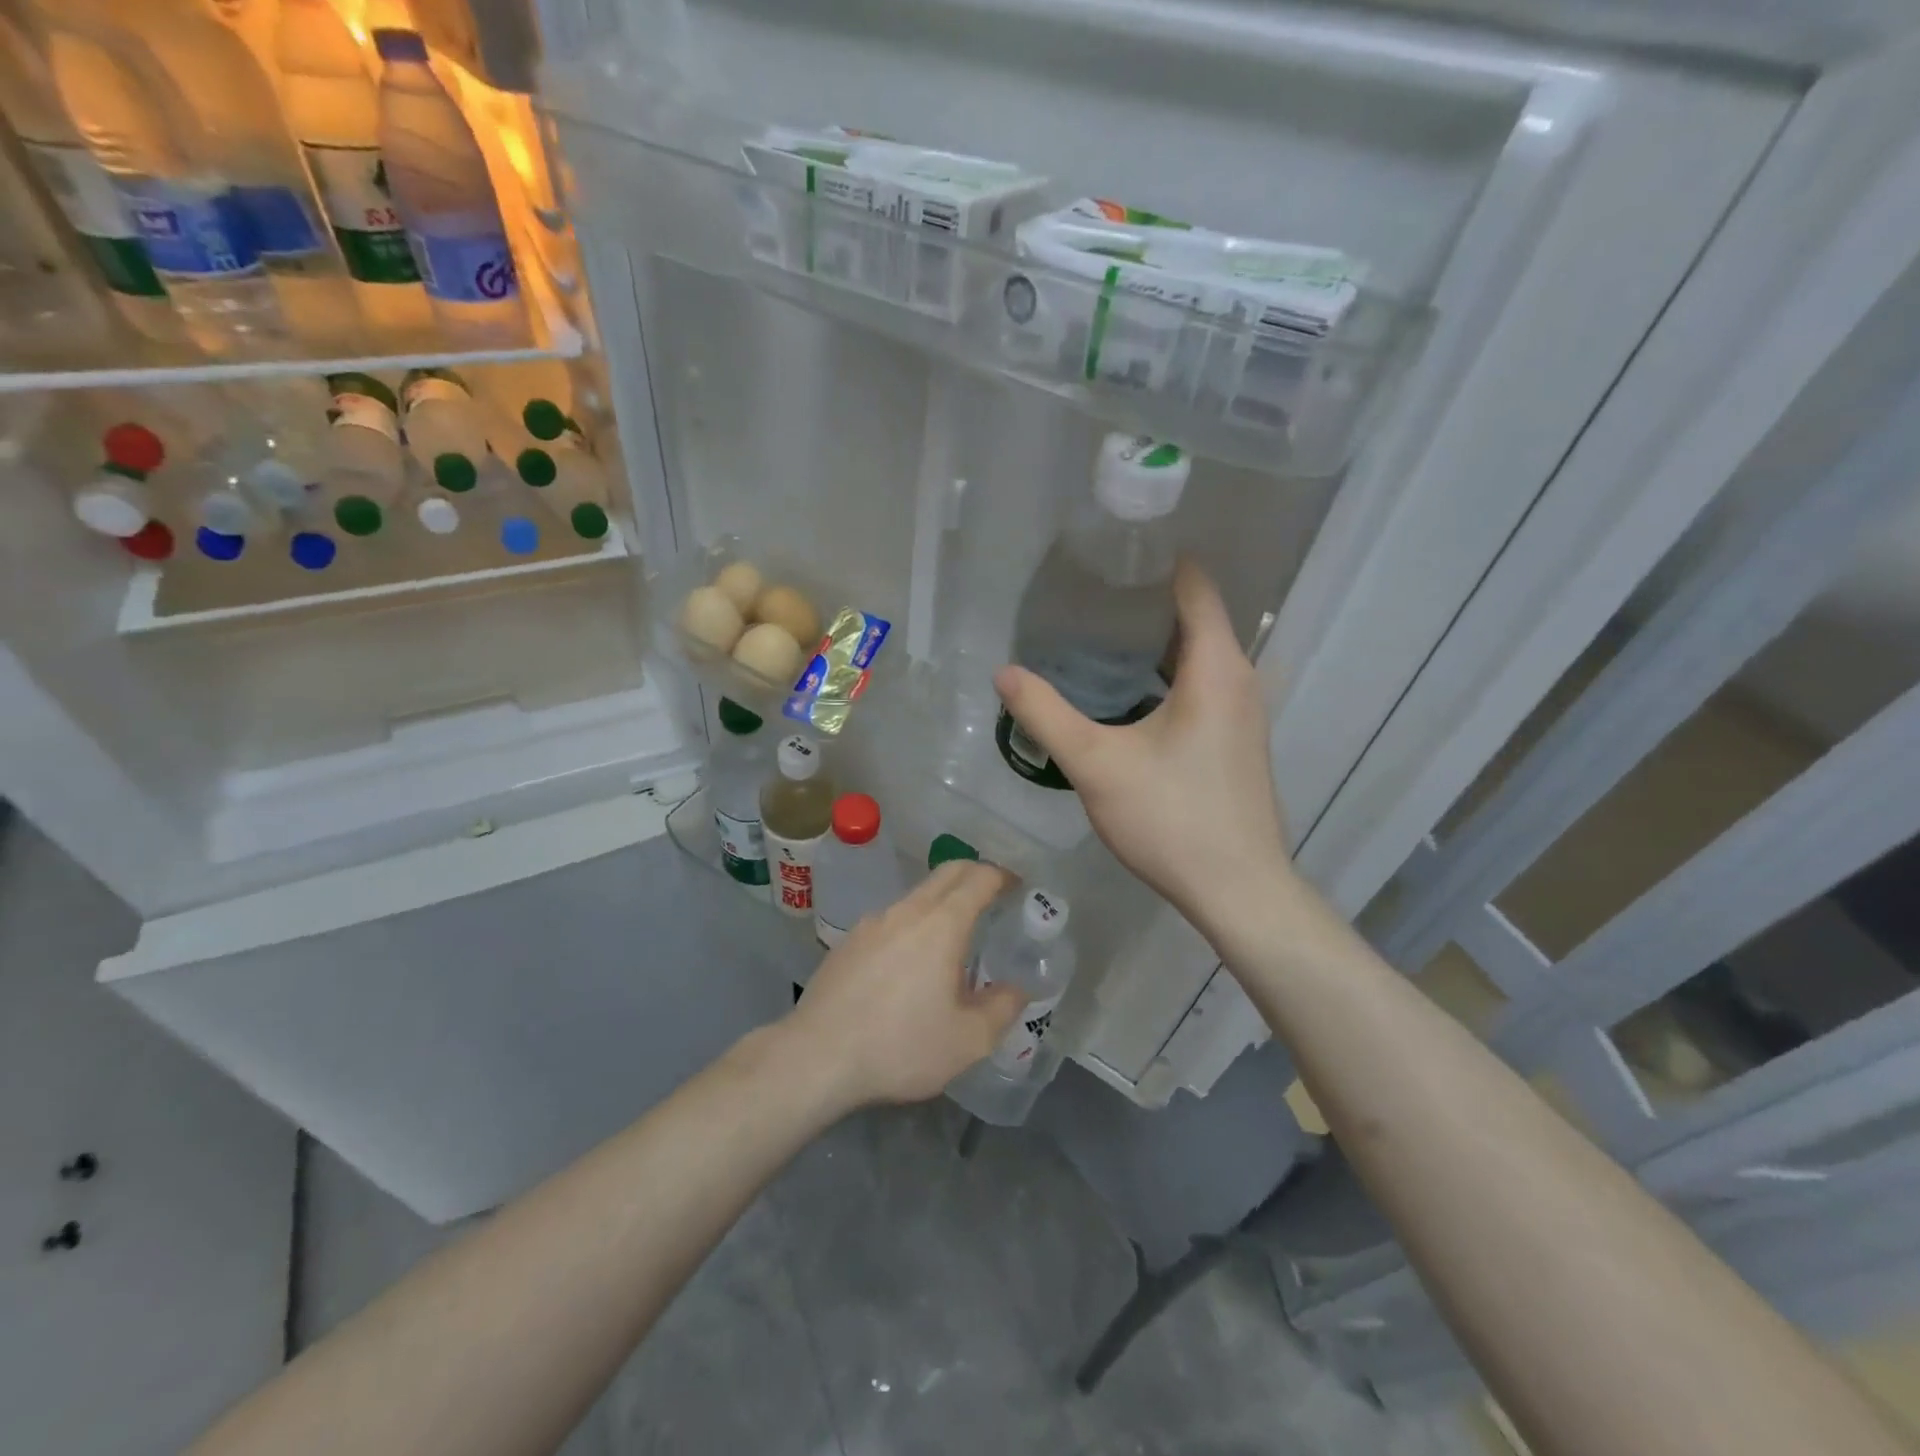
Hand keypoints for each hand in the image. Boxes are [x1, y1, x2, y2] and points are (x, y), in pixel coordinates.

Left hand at [782, 861, 1029, 1107]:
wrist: (816, 1056)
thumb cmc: (900, 1046)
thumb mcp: (968, 1040)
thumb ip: (1002, 1008)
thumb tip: (1017, 988)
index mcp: (942, 924)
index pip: (978, 878)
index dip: (1002, 875)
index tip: (1018, 884)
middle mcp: (906, 911)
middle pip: (946, 873)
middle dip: (975, 875)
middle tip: (995, 896)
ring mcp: (872, 923)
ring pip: (916, 897)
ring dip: (942, 903)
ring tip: (955, 940)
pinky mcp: (848, 942)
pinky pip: (891, 920)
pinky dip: (913, 925)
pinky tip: (910, 964)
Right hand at [994, 558, 1290, 930]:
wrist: (1237, 890)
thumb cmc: (1172, 818)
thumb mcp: (1096, 764)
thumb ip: (1046, 715)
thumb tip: (1004, 673)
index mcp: (1216, 667)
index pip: (1195, 586)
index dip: (1159, 561)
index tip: (1112, 550)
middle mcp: (1240, 679)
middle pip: (1196, 617)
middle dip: (1146, 600)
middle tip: (1087, 591)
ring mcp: (1244, 712)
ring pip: (1198, 655)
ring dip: (1155, 641)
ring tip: (1097, 633)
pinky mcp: (1237, 741)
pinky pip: (1202, 685)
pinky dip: (1167, 673)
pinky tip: (1127, 692)